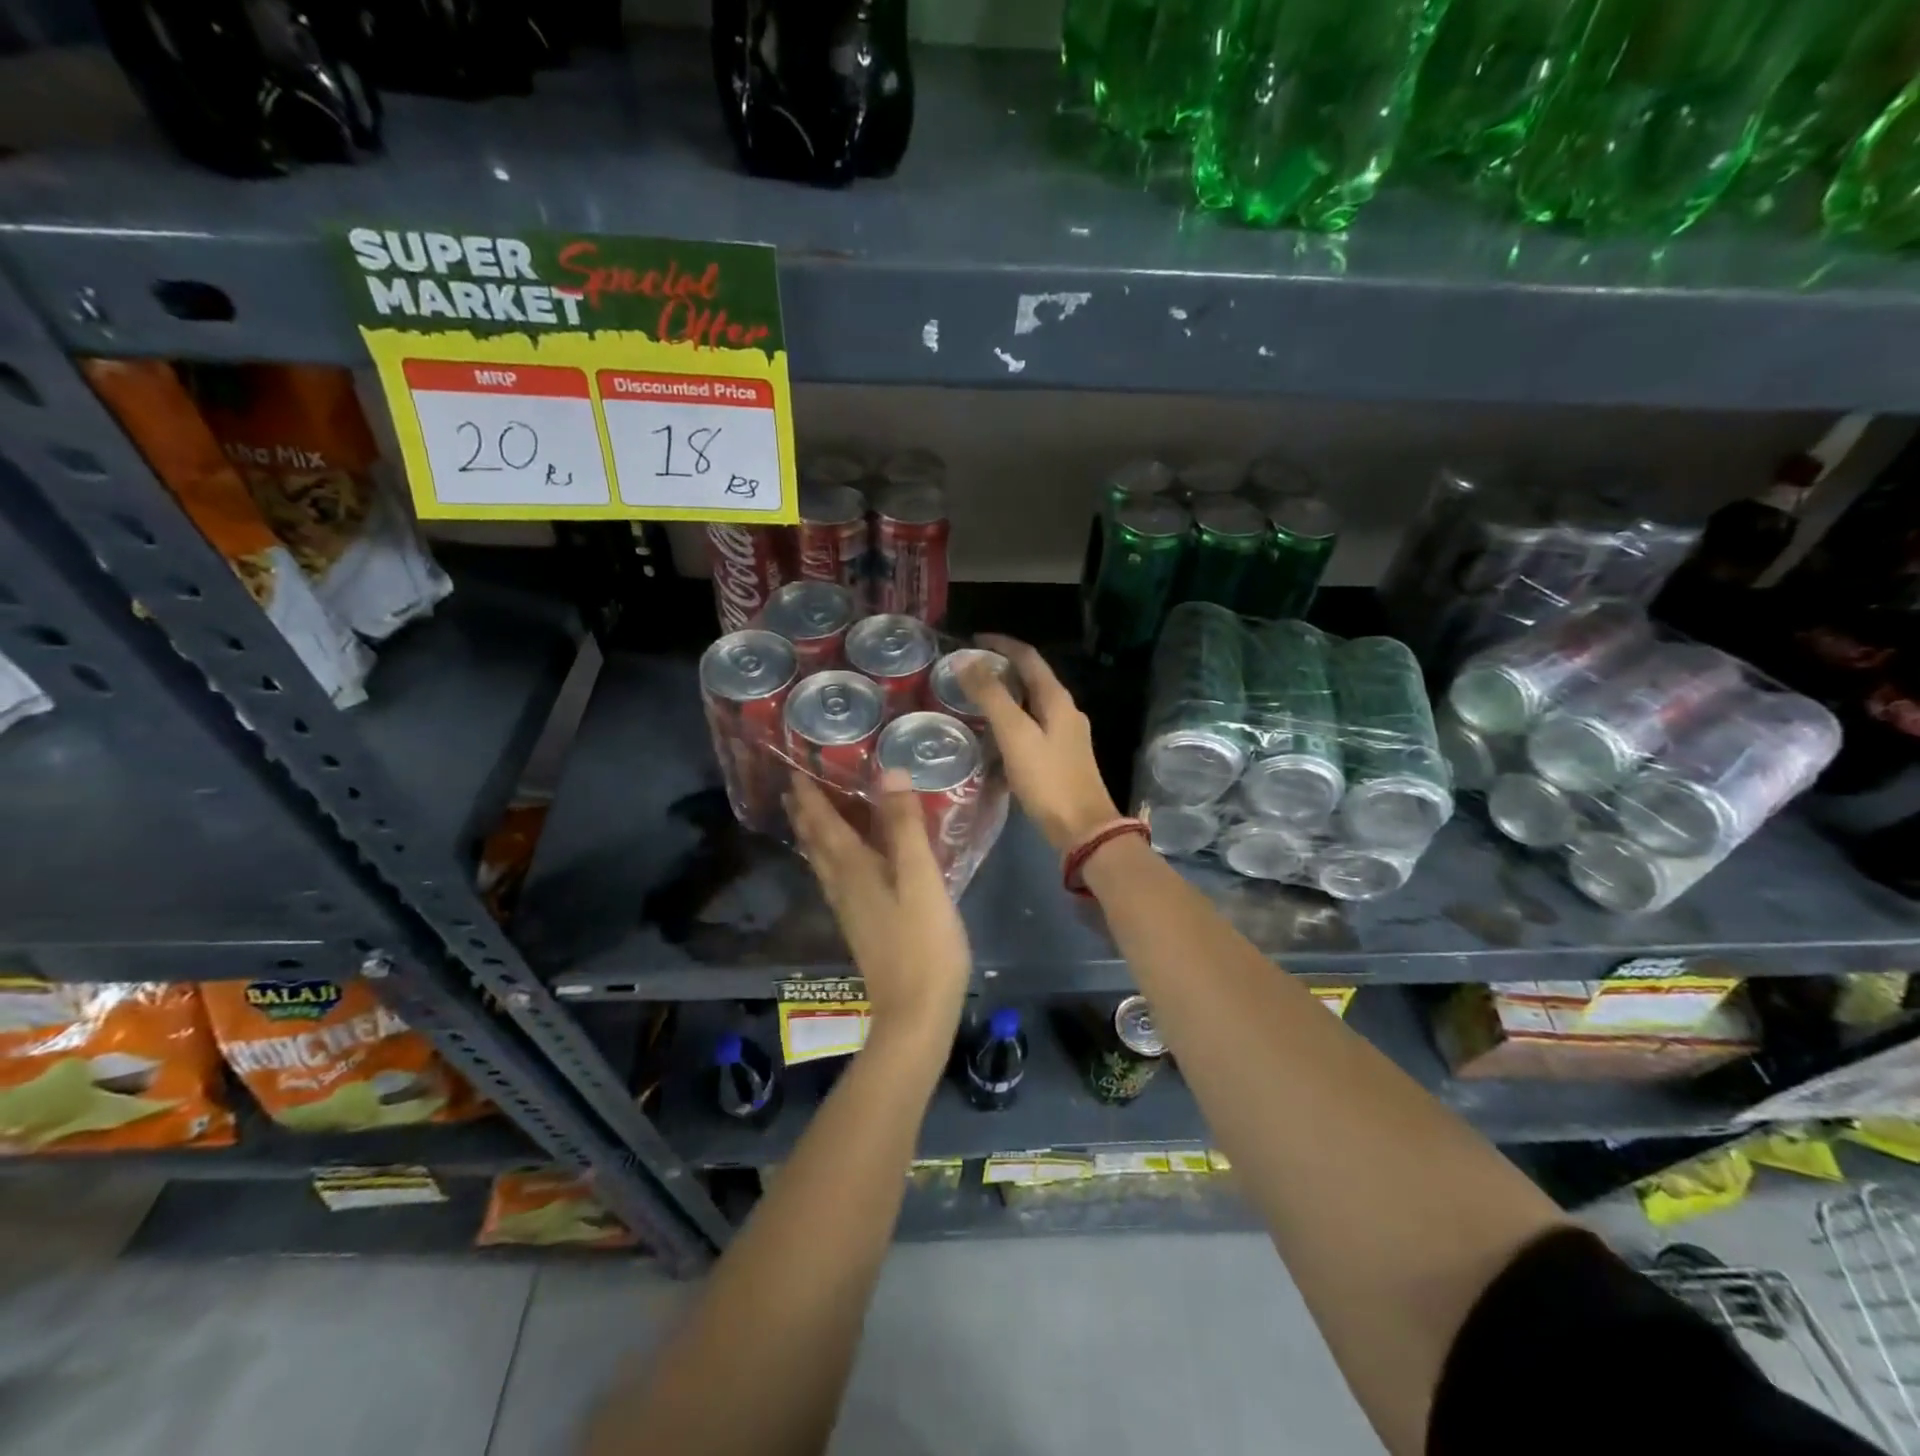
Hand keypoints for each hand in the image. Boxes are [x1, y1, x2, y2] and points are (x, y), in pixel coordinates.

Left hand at [784, 770, 970, 1046]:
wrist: (915, 1012)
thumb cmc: (923, 942)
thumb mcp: (921, 878)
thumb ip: (905, 826)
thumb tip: (888, 772)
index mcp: (853, 869)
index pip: (823, 823)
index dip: (809, 796)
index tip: (795, 769)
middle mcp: (842, 886)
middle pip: (815, 843)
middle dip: (804, 814)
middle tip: (793, 788)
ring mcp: (850, 909)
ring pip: (822, 863)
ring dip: (812, 836)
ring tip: (807, 816)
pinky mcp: (861, 926)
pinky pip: (836, 879)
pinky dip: (830, 858)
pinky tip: (842, 864)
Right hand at [963, 634, 1120, 852]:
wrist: (1083, 829)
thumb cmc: (1048, 779)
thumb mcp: (1015, 734)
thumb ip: (991, 696)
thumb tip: (966, 660)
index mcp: (1057, 699)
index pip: (1028, 657)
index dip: (1001, 644)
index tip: (971, 640)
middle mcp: (1065, 711)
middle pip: (1031, 678)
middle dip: (1000, 669)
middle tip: (967, 671)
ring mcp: (1065, 735)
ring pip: (1031, 704)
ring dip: (1005, 696)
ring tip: (974, 700)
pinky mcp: (1060, 758)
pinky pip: (1031, 728)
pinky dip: (1010, 722)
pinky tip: (992, 737)